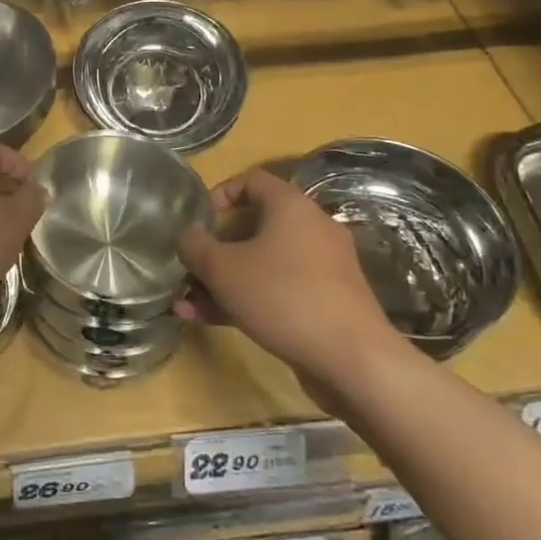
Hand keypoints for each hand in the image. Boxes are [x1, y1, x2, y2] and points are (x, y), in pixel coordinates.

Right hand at [177, 167, 406, 393]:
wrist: (353, 359)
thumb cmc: (282, 296)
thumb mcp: (223, 269)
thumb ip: (195, 246)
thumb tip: (187, 235)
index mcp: (290, 206)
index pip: (251, 180)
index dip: (218, 195)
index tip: (196, 221)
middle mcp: (310, 228)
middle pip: (252, 226)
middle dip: (214, 249)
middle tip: (188, 268)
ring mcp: (321, 266)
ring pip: (261, 263)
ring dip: (223, 280)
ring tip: (188, 305)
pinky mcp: (325, 300)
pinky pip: (277, 288)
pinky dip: (247, 298)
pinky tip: (211, 321)